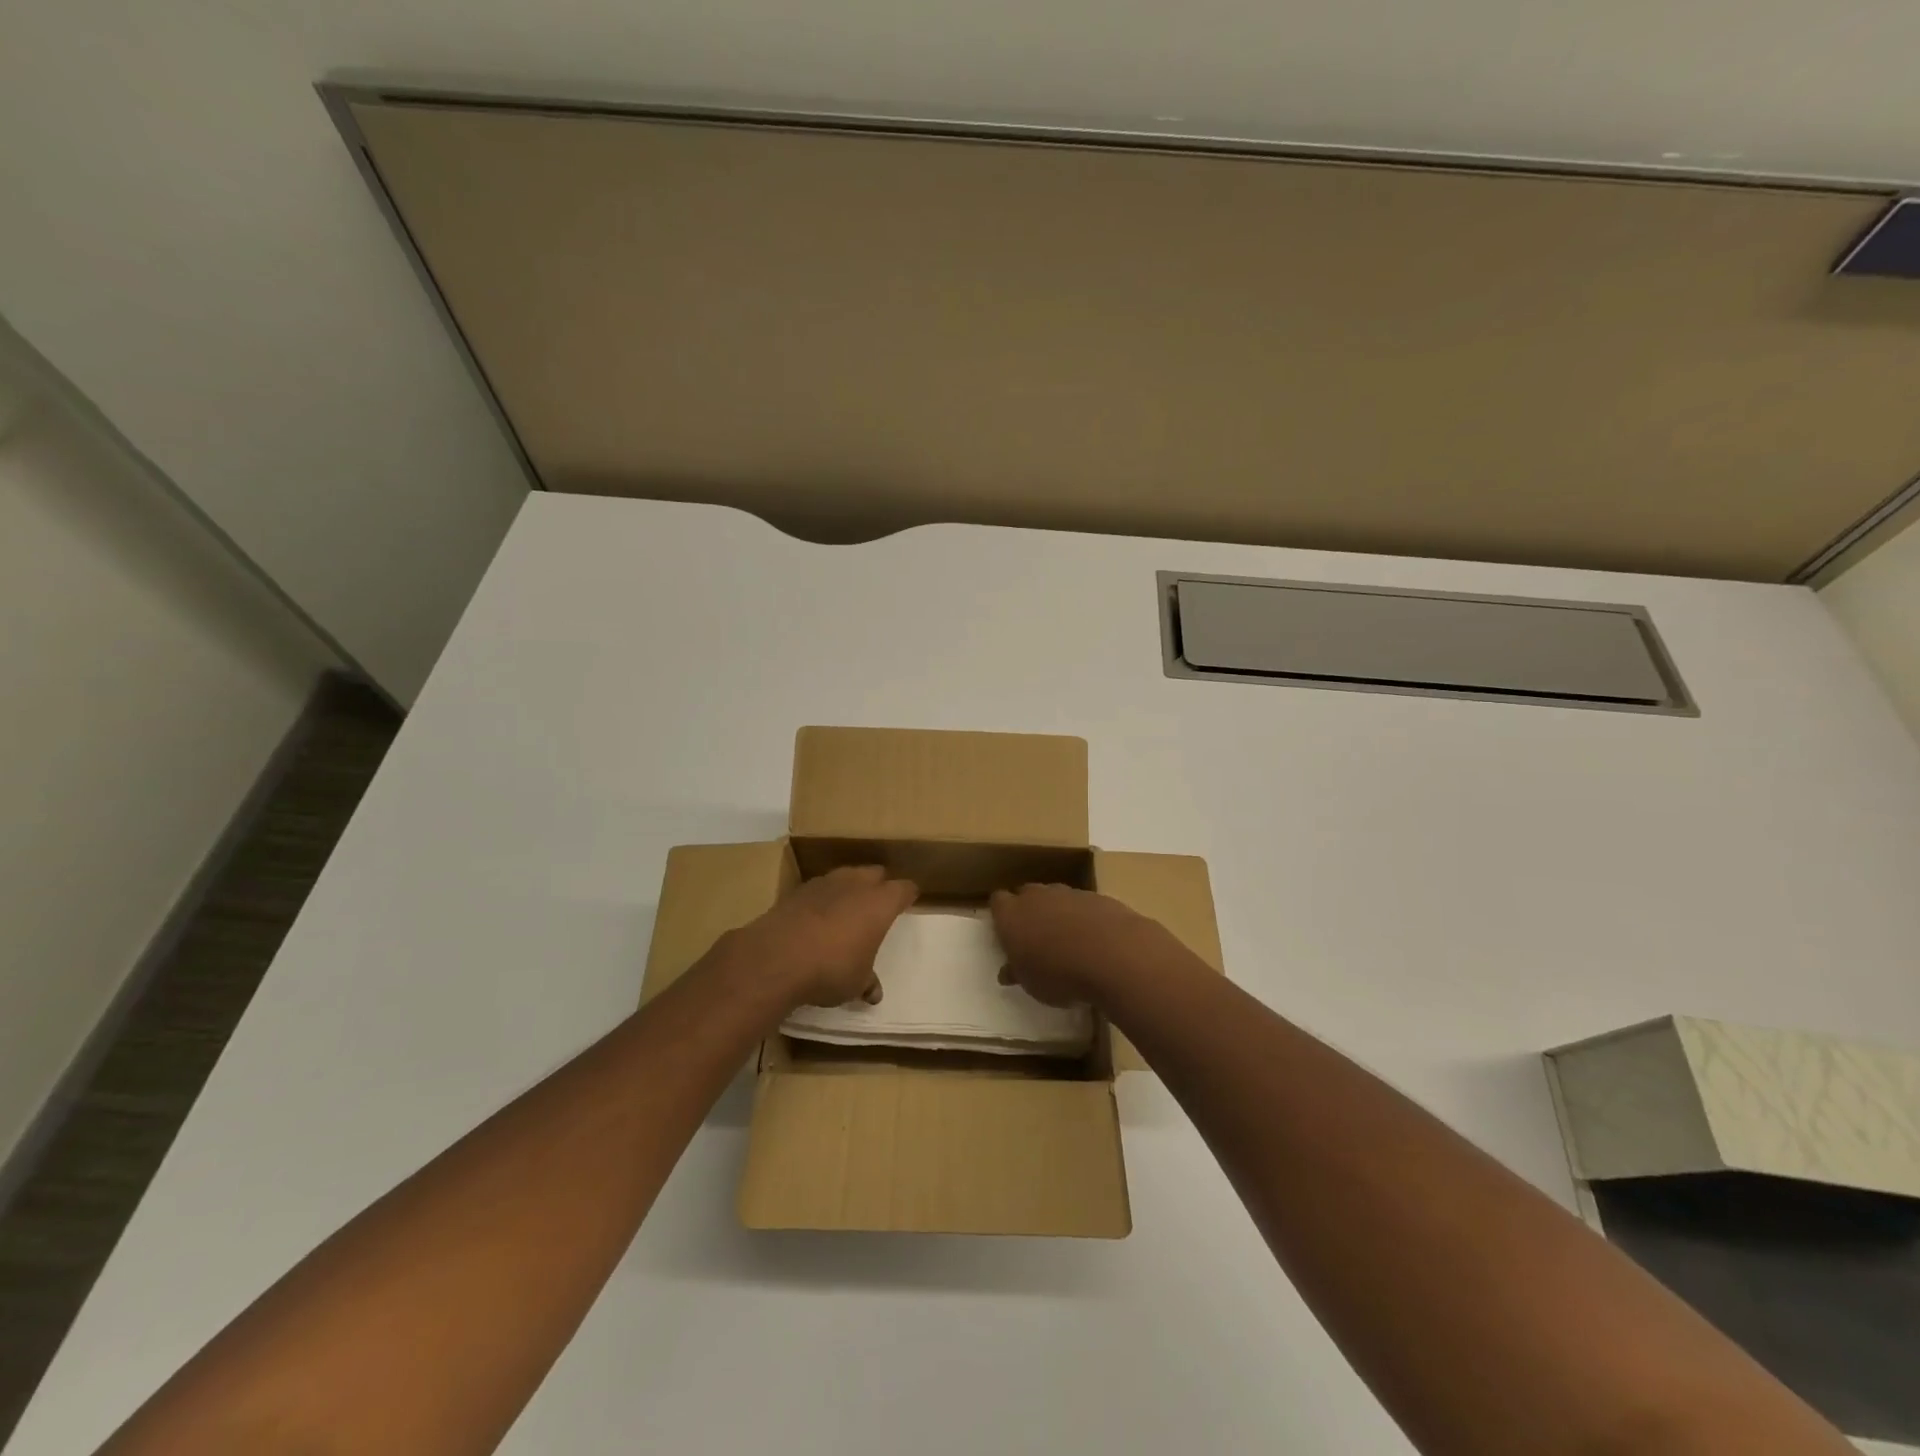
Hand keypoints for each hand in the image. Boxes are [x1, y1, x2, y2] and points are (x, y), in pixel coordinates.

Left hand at [721, 865, 917, 1008]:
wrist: (777, 957)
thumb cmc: (831, 968)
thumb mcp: (855, 983)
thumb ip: (867, 982)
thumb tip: (874, 993)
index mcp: (880, 902)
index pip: (904, 888)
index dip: (908, 895)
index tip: (908, 901)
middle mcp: (856, 883)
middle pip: (875, 873)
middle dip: (879, 885)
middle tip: (878, 904)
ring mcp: (825, 882)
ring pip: (846, 875)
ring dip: (850, 887)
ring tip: (847, 909)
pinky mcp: (798, 889)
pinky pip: (820, 887)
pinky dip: (823, 898)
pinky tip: (817, 917)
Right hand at [989, 883, 1188, 1007]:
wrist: (1114, 956)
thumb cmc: (1060, 974)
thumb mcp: (1032, 984)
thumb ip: (1018, 972)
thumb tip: (1007, 971)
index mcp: (1012, 914)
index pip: (998, 902)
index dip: (1002, 915)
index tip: (1007, 933)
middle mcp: (1037, 896)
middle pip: (1027, 893)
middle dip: (1029, 910)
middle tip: (1036, 937)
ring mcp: (1069, 893)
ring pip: (1056, 896)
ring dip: (1058, 912)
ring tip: (1068, 940)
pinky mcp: (1098, 897)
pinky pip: (1084, 904)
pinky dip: (1085, 917)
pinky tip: (1095, 940)